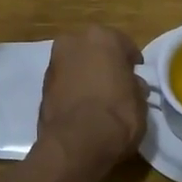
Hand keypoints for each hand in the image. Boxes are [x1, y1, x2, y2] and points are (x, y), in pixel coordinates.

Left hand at [37, 26, 146, 173]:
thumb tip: (132, 85)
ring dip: (85, 75)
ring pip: (76, 64)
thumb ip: (134, 86)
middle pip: (94, 50)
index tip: (135, 77)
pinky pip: (64, 82)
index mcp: (102, 37)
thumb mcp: (140, 101)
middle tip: (115, 84)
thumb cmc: (117, 115)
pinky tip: (81, 108)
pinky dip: (72, 90)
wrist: (76, 143)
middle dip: (103, 63)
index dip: (131, 63)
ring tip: (97, 99)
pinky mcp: (41, 86)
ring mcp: (54, 62)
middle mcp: (74, 42)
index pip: (123, 45)